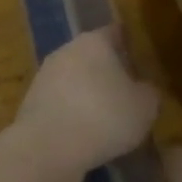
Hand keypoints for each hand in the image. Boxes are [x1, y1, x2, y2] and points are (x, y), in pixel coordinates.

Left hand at [5, 27, 158, 181]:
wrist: (47, 148)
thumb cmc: (104, 117)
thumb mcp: (145, 107)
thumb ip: (149, 92)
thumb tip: (144, 89)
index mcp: (95, 41)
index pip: (116, 32)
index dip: (130, 44)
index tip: (141, 59)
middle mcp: (67, 50)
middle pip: (93, 55)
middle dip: (109, 70)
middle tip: (128, 91)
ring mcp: (45, 76)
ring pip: (75, 79)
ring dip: (89, 93)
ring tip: (108, 117)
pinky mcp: (32, 102)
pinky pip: (61, 102)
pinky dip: (73, 113)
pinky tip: (86, 133)